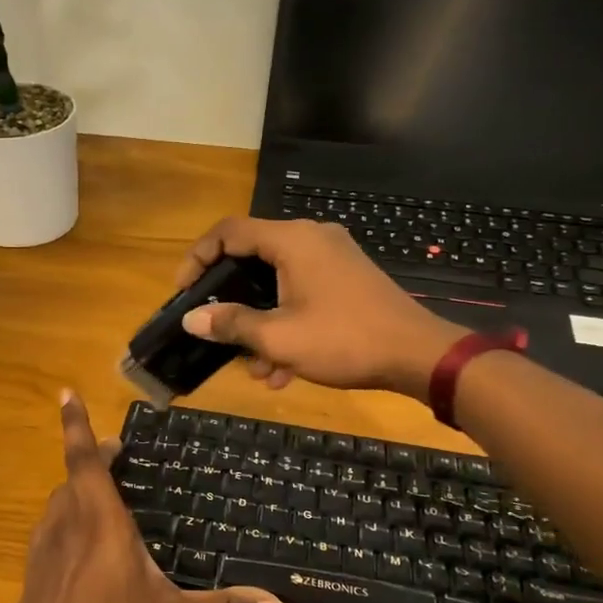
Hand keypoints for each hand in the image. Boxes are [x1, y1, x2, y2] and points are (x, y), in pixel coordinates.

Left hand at [5, 392, 286, 602]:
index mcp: (100, 522)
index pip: (86, 460)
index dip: (76, 424)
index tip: (65, 392)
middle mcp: (67, 526)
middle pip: (73, 479)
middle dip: (93, 461)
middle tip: (116, 458)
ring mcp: (43, 551)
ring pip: (57, 505)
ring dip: (75, 492)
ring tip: (99, 500)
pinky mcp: (31, 575)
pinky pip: (47, 533)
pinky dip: (63, 524)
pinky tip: (77, 550)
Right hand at [177, 217, 466, 398]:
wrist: (418, 355)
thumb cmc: (343, 340)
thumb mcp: (278, 338)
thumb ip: (231, 324)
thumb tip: (191, 320)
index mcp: (291, 240)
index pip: (228, 232)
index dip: (197, 258)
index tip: (183, 292)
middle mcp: (311, 238)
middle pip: (252, 258)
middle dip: (231, 301)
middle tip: (215, 330)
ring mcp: (333, 258)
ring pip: (278, 283)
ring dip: (261, 323)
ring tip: (256, 369)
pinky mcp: (347, 279)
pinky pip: (302, 293)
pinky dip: (287, 323)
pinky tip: (284, 370)